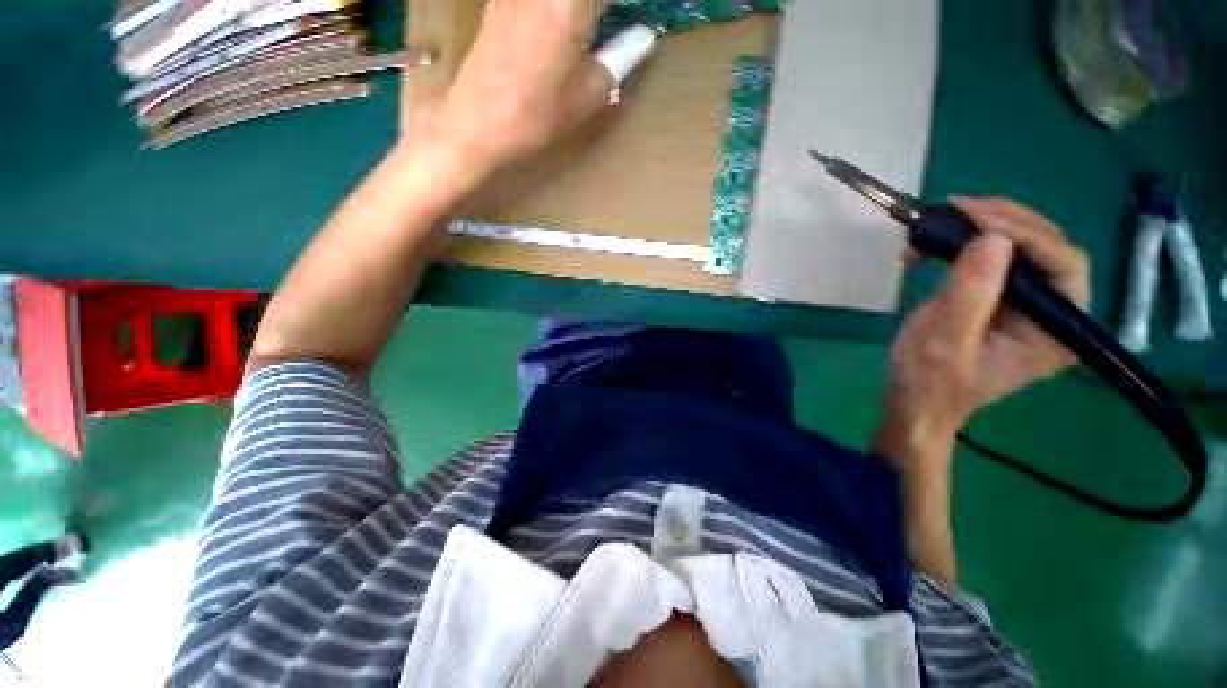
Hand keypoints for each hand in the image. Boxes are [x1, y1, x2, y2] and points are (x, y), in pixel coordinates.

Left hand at [408, 0, 615, 182]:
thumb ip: (620, 59)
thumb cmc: (538, 114)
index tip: (631, 22)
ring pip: (561, 1)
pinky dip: (555, 13)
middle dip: (598, 12)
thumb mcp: (589, 95)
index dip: (625, 8)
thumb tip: (642, 38)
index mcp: (572, 2)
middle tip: (609, 28)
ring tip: (589, 31)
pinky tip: (559, 29)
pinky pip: (537, 4)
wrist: (477, 123)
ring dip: (578, 13)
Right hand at [875, 197, 1090, 469]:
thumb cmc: (928, 383)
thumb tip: (992, 239)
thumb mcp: (944, 343)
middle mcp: (1054, 313)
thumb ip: (970, 295)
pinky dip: (965, 245)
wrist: (913, 404)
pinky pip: (995, 259)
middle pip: (1047, 247)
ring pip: (1021, 247)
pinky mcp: (1001, 301)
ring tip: (939, 225)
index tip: (972, 217)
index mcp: (1056, 331)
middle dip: (1002, 222)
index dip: (1024, 233)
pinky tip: (936, 246)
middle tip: (954, 210)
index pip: (1063, 263)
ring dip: (981, 229)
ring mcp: (1028, 305)